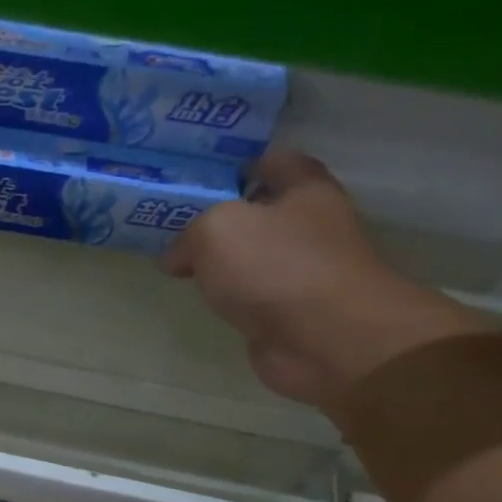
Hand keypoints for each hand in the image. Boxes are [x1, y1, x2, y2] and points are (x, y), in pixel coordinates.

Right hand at [162, 150, 490, 409]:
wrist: (326, 340)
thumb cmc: (277, 268)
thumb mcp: (217, 230)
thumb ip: (188, 235)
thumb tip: (175, 259)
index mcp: (305, 191)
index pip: (277, 162)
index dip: (243, 166)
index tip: (205, 182)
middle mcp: (311, 227)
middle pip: (264, 212)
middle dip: (225, 218)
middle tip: (179, 227)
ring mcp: (304, 273)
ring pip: (257, 257)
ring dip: (226, 262)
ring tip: (182, 266)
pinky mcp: (292, 314)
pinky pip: (254, 296)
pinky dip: (232, 298)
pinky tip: (207, 302)